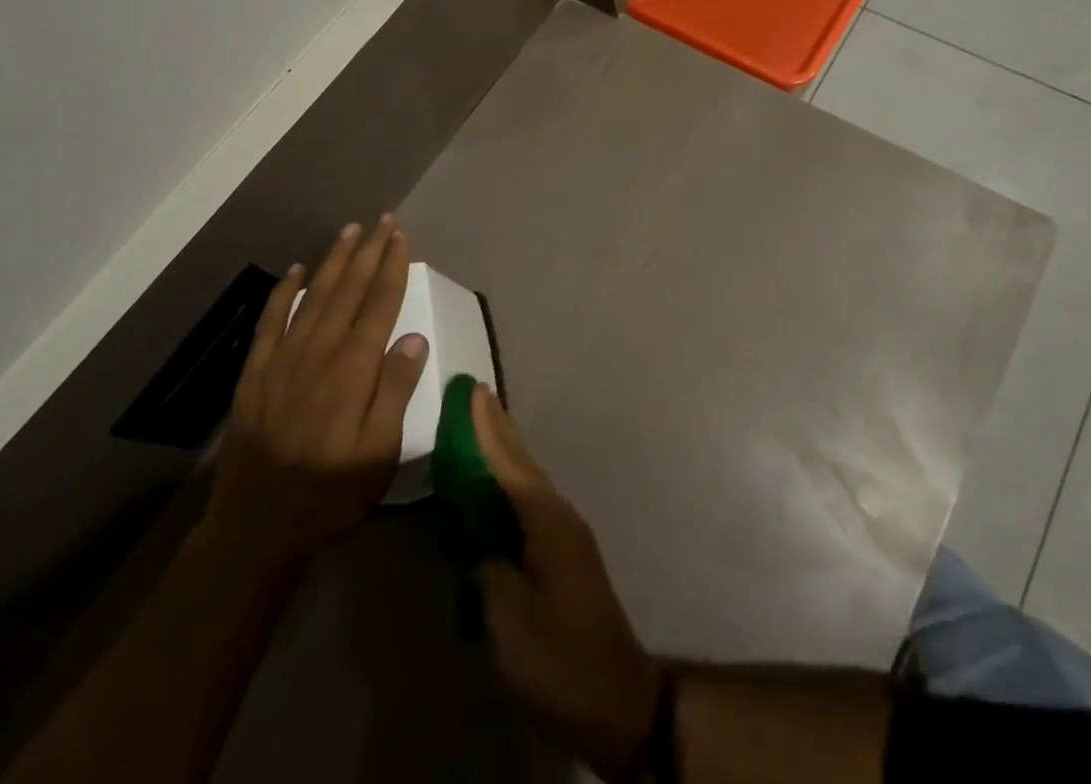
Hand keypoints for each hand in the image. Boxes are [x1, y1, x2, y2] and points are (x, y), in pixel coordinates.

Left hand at [205, 218, 429, 568]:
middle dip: (368, 252)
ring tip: (349, 231)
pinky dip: (282, 293)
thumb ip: (395, 391)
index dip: (392, 268)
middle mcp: (318, 353)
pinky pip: (270, 322)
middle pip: (348, 291)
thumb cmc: (329, 494)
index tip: (402, 237)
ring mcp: (282, 361)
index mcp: (352, 369)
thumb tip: (413, 337)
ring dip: (333, 261)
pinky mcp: (255, 375)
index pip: (379, 304)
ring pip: (313, 297)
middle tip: (383, 220)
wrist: (254, 530)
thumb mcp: (378, 453)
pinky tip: (294, 271)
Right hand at [473, 385, 661, 782]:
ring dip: (505, 453)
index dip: (488, 430)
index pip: (510, 464)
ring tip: (482, 428)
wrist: (616, 699)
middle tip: (477, 395)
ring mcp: (566, 534)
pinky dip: (510, 484)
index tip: (474, 392)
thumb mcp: (510, 622)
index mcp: (547, 522)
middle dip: (499, 429)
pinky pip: (531, 503)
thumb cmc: (560, 658)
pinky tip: (498, 488)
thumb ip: (488, 573)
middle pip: (523, 463)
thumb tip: (478, 547)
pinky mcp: (564, 555)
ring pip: (529, 480)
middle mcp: (560, 516)